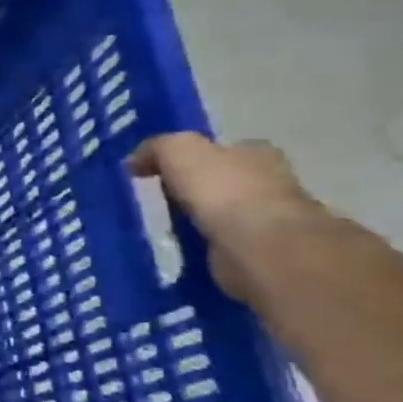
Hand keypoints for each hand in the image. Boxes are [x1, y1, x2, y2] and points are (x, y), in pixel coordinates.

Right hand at [128, 133, 322, 300]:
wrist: (257, 244)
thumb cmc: (222, 189)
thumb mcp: (179, 150)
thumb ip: (156, 148)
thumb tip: (134, 162)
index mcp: (256, 153)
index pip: (224, 149)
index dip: (196, 158)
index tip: (165, 172)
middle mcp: (268, 182)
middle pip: (225, 181)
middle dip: (199, 191)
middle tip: (163, 202)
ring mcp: (268, 220)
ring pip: (225, 215)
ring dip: (201, 221)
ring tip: (168, 230)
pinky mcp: (259, 253)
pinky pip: (223, 245)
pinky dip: (206, 248)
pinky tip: (184, 252)